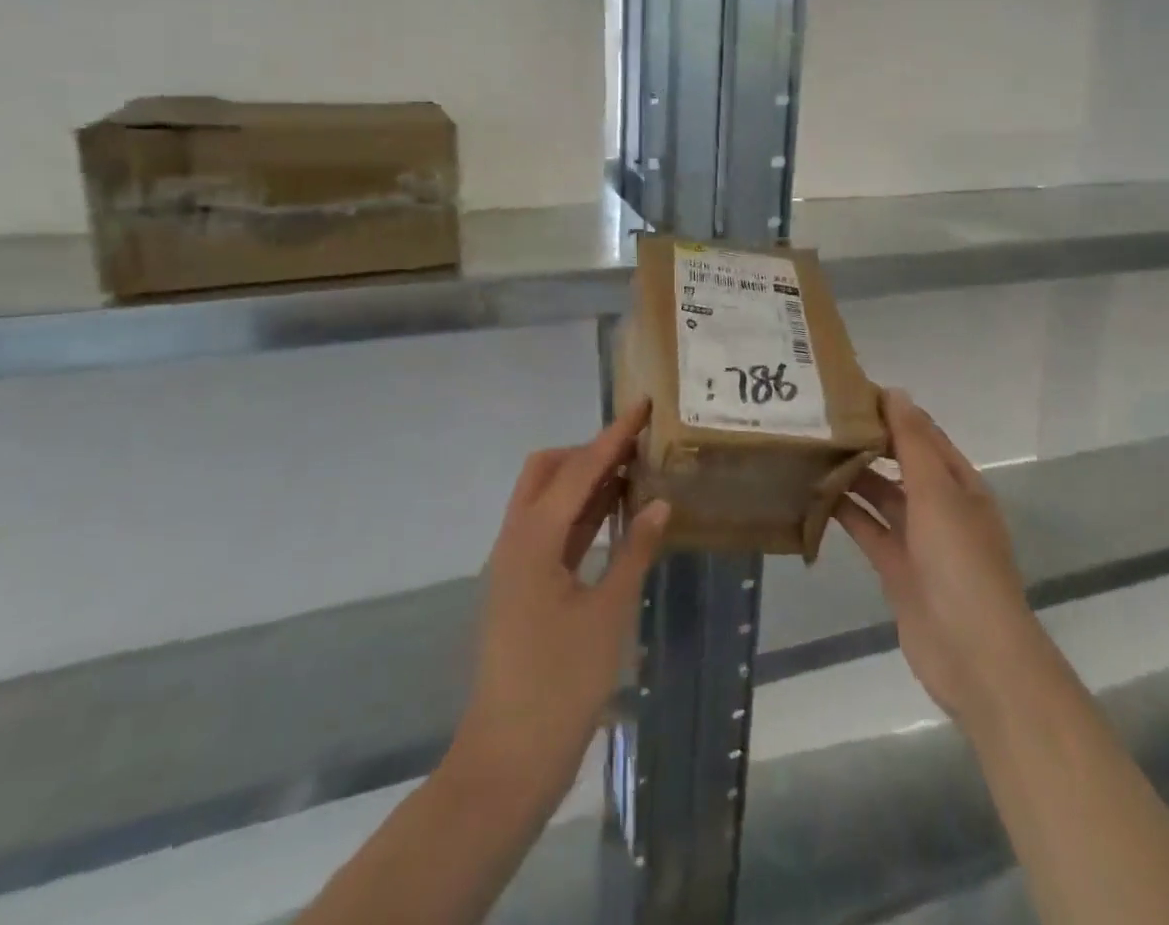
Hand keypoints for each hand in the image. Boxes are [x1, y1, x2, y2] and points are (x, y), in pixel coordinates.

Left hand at [451, 400, 669, 806]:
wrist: (508, 762)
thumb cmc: (560, 685)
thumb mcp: (608, 614)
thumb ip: (635, 552)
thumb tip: (659, 504)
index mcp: (533, 539)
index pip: (579, 469)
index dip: (613, 436)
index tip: (642, 406)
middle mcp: (517, 540)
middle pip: (548, 472)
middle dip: (589, 452)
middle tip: (636, 449)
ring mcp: (516, 565)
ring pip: (549, 501)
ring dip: (586, 482)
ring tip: (634, 471)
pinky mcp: (523, 588)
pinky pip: (553, 531)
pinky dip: (581, 515)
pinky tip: (615, 517)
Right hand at [837, 389, 1038, 730]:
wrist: (973, 654)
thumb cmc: (960, 561)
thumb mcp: (937, 491)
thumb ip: (913, 443)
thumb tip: (895, 393)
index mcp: (960, 484)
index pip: (924, 436)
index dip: (893, 412)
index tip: (850, 392)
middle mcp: (941, 507)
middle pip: (901, 464)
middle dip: (868, 443)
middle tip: (821, 419)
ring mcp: (919, 540)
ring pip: (881, 496)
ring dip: (853, 476)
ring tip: (811, 450)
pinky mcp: (896, 569)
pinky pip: (868, 530)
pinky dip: (845, 513)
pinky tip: (813, 495)